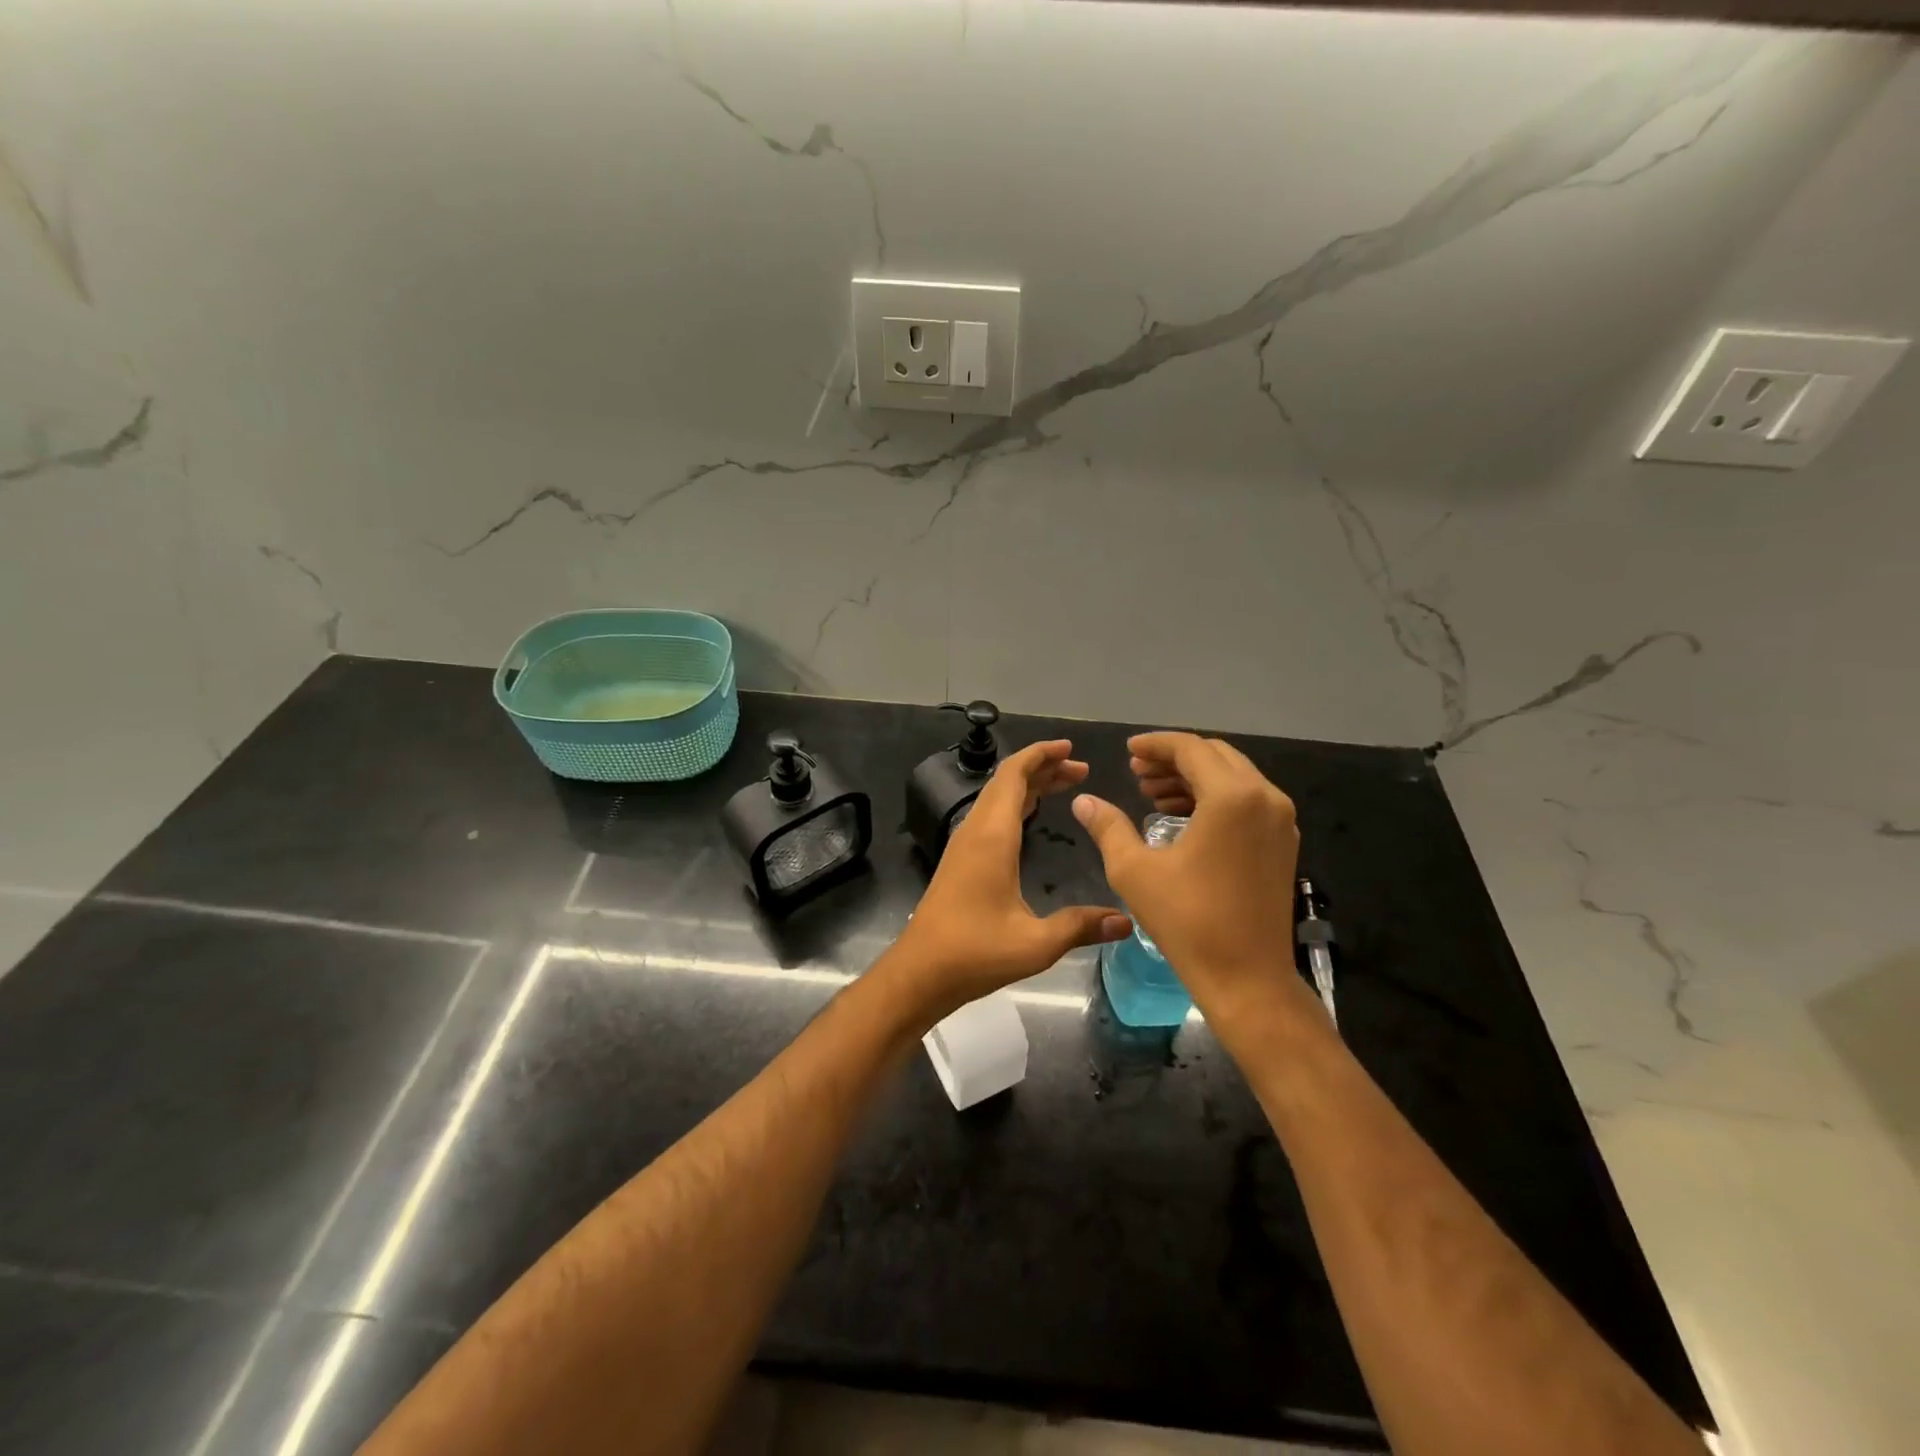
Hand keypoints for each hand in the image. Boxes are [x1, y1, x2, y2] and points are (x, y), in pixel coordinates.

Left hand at [887, 739, 1130, 1024]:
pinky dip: (1014, 804)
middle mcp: (976, 831)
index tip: (1070, 748)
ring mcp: (964, 844)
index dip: (1041, 755)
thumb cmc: (975, 952)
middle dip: (1043, 767)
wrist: (920, 972)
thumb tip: (1126, 921)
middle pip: (1006, 781)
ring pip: (996, 798)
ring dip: (1028, 785)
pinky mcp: (960, 860)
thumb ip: (1081, 927)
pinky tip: (1030, 816)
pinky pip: (990, 816)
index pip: (1013, 776)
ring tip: (1065, 785)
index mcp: (992, 837)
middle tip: (1081, 769)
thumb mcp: (1035, 943)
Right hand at [1072, 732, 1312, 1023]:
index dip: (1155, 745)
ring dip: (1192, 778)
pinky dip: (1214, 798)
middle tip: (1136, 773)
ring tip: (1152, 795)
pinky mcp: (1283, 843)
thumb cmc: (1187, 921)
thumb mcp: (1135, 870)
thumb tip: (1083, 800)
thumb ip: (1108, 826)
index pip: (1190, 749)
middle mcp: (1264, 798)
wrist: (1247, 978)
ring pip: (1233, 777)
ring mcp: (1280, 821)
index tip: (1127, 752)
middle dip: (1173, 759)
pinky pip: (1246, 801)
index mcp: (1232, 797)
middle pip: (1215, 756)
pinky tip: (1182, 817)